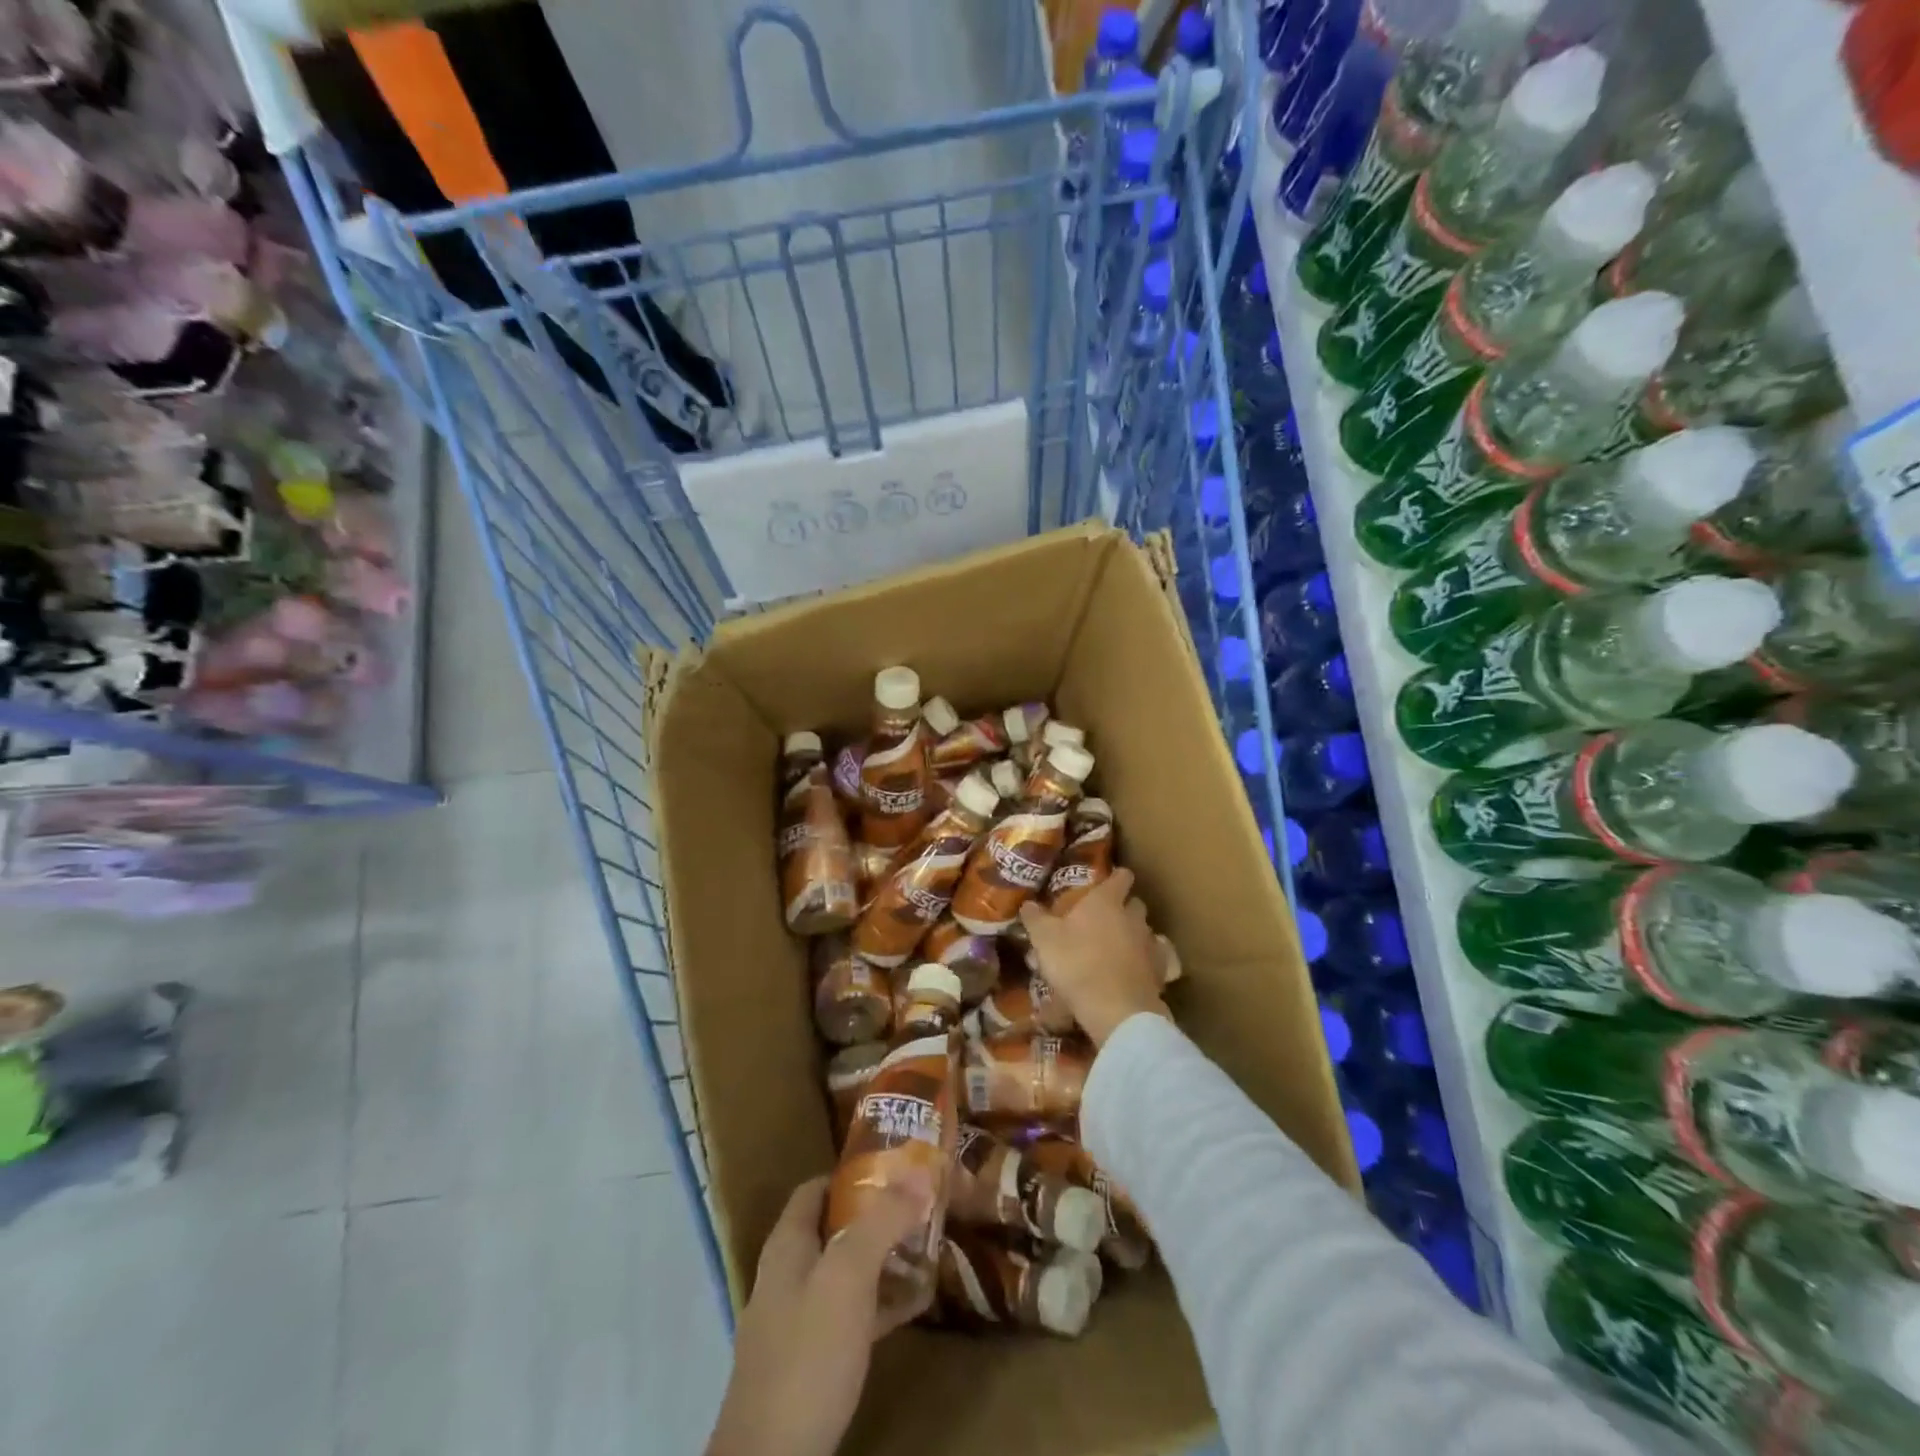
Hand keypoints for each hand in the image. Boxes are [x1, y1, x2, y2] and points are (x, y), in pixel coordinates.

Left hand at [706, 1174, 929, 1455]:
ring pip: (846, 1272)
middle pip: (834, 1228)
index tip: (895, 1166)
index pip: (816, 1188)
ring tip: (927, 1247)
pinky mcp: (813, 1362)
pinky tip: (917, 1304)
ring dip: (884, 1258)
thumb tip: (916, 1172)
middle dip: (877, 1215)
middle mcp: (789, 1275)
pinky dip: (882, 1302)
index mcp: (788, 1245)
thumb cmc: (808, 1352)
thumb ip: (881, 1221)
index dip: (852, 1173)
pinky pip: (853, 1316)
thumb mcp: (848, 1276)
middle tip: (920, 1206)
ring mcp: (799, 1320)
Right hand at [1019, 868, 1169, 1047]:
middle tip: (1105, 919)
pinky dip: (1145, 962)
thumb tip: (1027, 903)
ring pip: (1145, 931)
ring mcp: (1150, 943)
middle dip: (1124, 908)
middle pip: (1135, 903)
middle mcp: (1133, 916)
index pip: (1121, 876)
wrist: (1116, 1009)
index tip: (1107, 882)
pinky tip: (1132, 972)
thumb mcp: (1044, 940)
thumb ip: (1036, 918)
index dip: (1116, 877)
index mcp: (1106, 901)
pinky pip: (1154, 959)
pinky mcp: (1160, 971)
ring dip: (1134, 936)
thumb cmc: (1076, 963)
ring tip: (1116, 949)